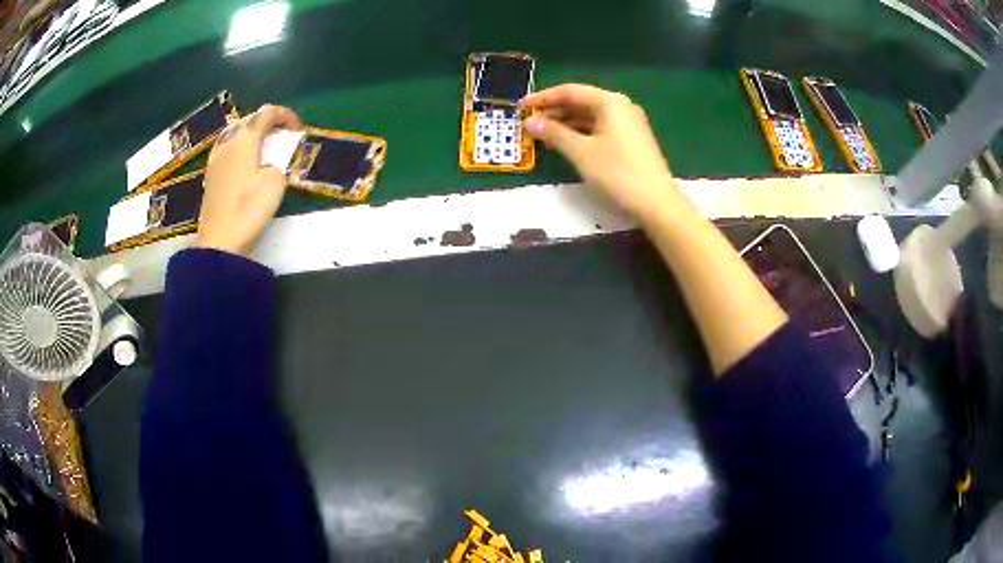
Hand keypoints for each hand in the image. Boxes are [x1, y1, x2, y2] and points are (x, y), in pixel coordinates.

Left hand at [192, 104, 302, 256]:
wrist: (219, 241)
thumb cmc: (248, 208)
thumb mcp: (275, 182)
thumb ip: (277, 162)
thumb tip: (268, 163)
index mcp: (245, 138)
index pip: (267, 113)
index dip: (286, 115)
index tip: (298, 130)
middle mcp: (228, 142)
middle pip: (250, 120)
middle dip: (269, 123)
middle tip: (284, 137)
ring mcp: (216, 158)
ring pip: (237, 133)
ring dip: (254, 135)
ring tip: (266, 147)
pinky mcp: (211, 175)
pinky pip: (229, 149)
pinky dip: (242, 148)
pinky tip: (248, 161)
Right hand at [522, 84, 678, 219]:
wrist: (657, 204)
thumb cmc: (618, 173)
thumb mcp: (581, 152)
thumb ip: (554, 133)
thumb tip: (530, 122)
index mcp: (610, 102)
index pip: (570, 91)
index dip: (543, 98)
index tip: (521, 107)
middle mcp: (621, 107)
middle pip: (581, 102)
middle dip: (553, 112)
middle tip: (529, 124)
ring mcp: (628, 124)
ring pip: (589, 117)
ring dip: (565, 124)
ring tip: (542, 136)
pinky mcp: (631, 141)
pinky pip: (599, 129)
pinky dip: (580, 134)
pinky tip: (565, 144)